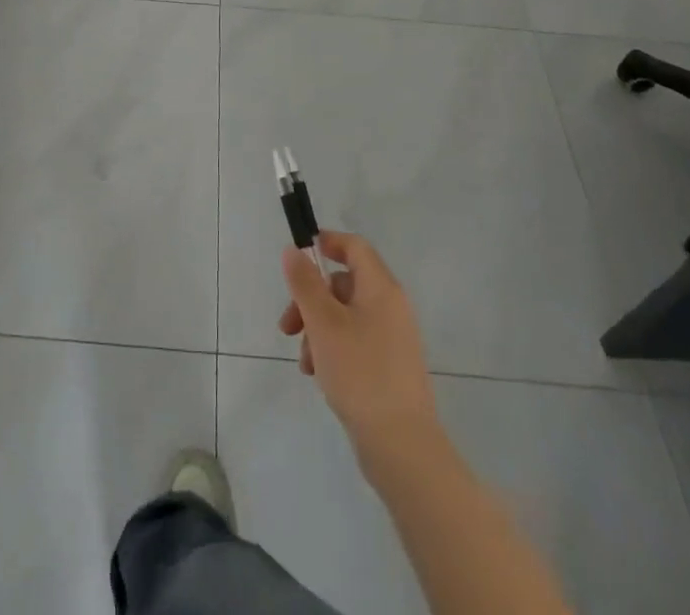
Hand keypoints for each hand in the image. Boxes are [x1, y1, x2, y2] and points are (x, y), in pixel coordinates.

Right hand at [278, 231, 440, 478]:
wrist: (402, 447)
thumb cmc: (360, 373)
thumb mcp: (323, 323)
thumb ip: (305, 283)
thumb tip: (293, 251)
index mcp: (381, 289)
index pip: (355, 247)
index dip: (327, 242)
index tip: (299, 254)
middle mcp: (392, 307)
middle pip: (344, 284)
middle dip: (310, 300)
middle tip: (287, 326)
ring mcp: (393, 339)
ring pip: (345, 317)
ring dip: (317, 330)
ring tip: (305, 362)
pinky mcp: (390, 368)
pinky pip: (355, 343)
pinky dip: (333, 350)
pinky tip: (319, 376)